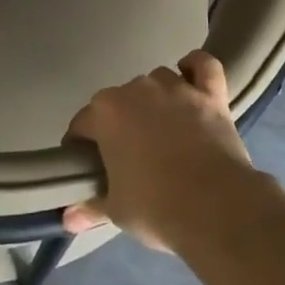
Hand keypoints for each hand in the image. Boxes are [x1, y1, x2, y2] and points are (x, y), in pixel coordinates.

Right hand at [62, 50, 258, 252]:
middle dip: (120, 123)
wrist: (216, 208)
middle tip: (128, 156)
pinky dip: (195, 67)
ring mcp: (175, 87)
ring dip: (155, 99)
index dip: (81, 146)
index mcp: (105, 113)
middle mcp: (136, 90)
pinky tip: (191, 78)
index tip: (88, 167)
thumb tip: (68, 219)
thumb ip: (91, 206)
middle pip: (119, 101)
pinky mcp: (210, 93)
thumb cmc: (155, 207)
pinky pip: (203, 65)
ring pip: (157, 81)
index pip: (82, 124)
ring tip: (162, 128)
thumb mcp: (117, 211)